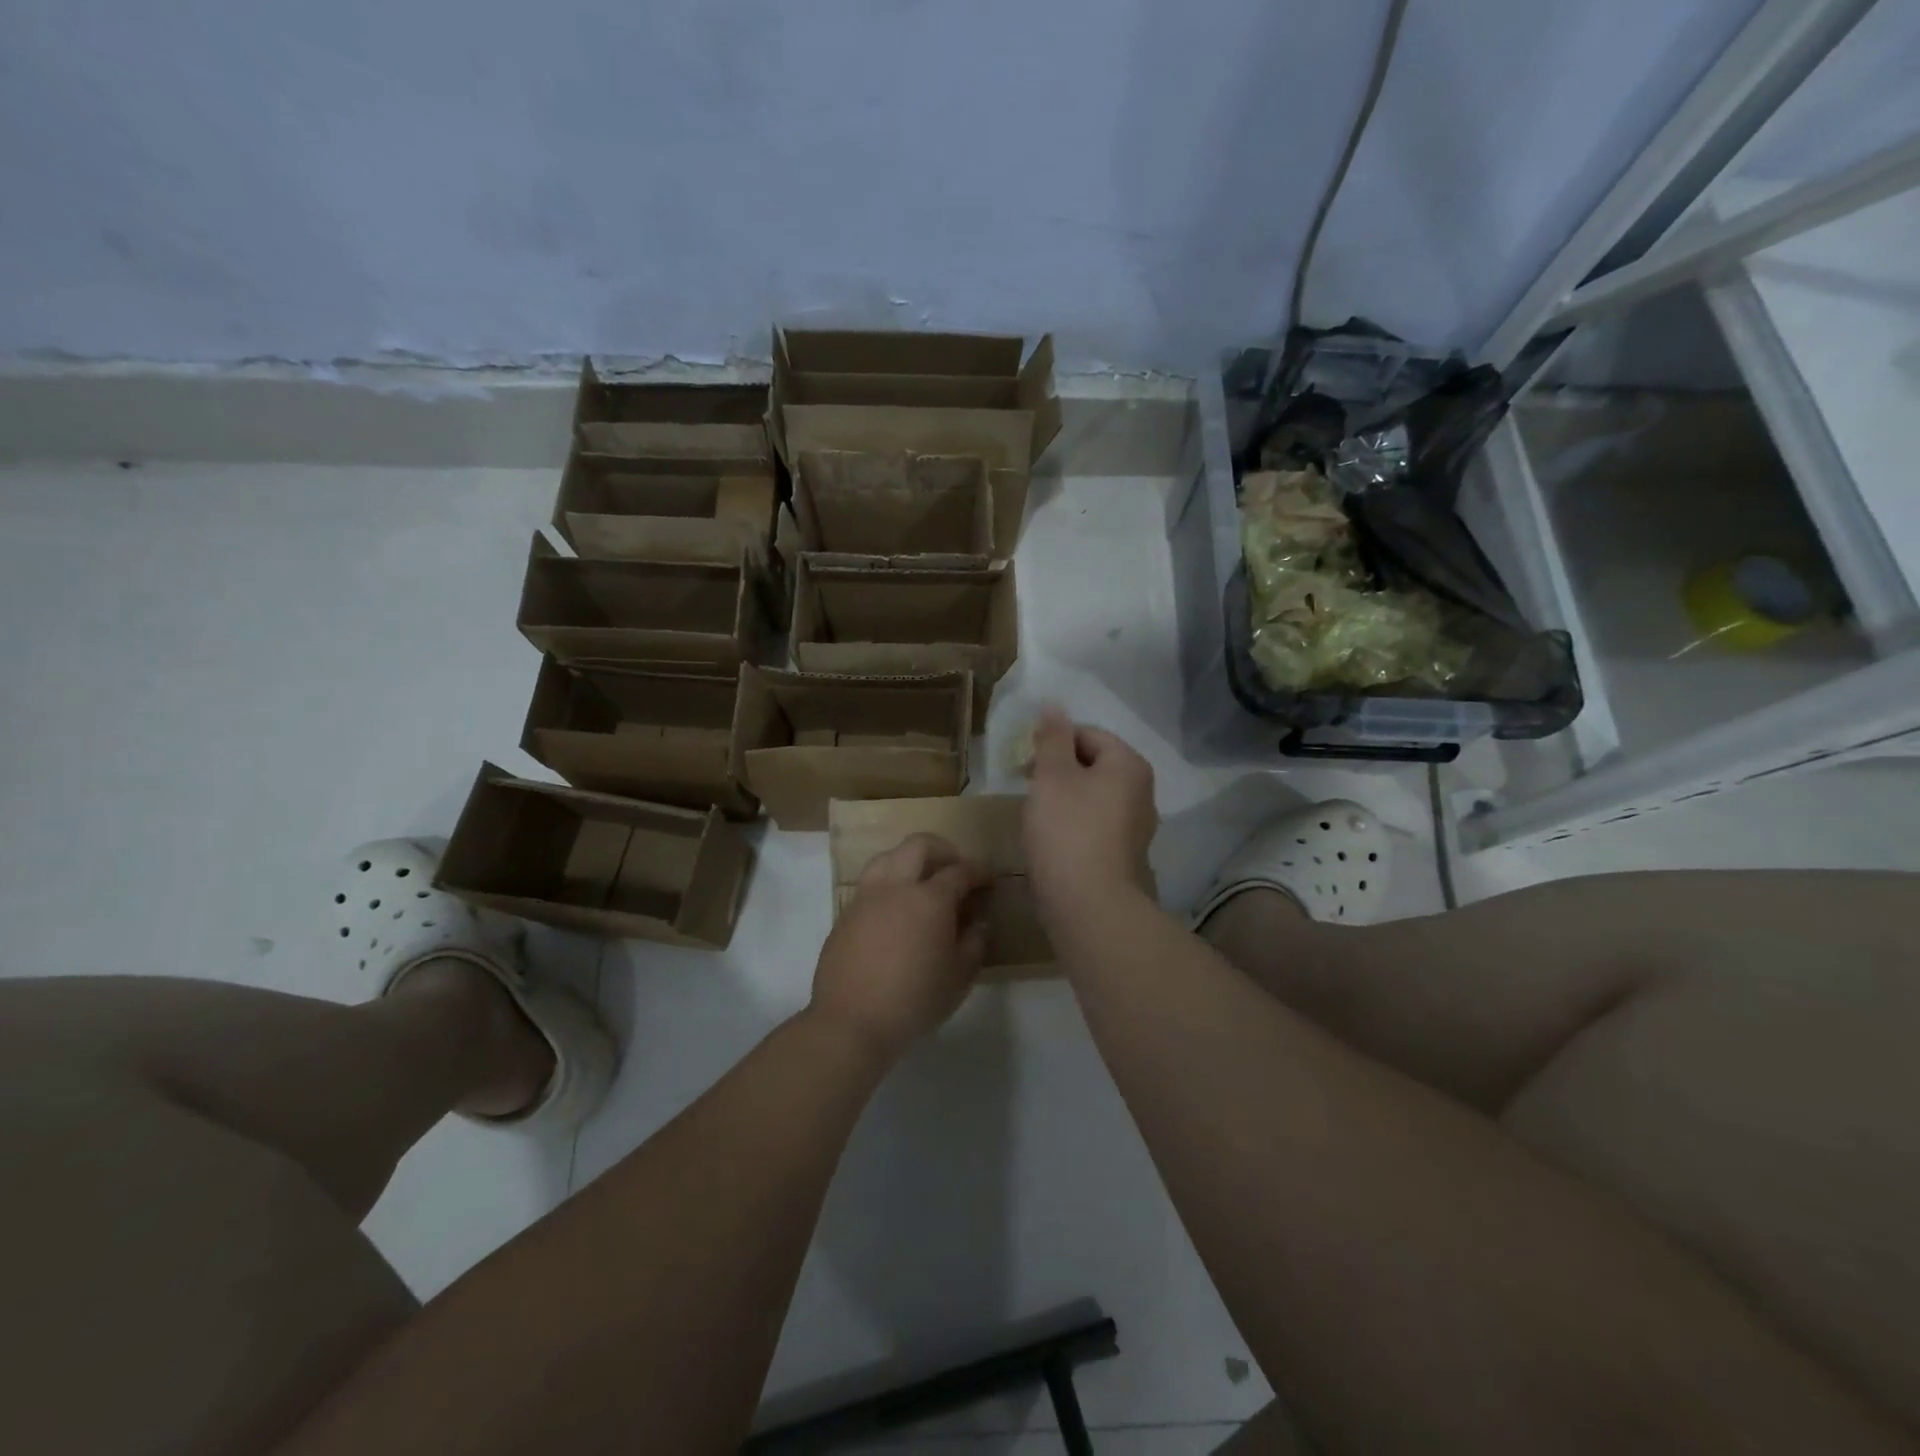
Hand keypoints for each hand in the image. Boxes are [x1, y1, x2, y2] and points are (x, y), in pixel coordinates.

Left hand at [811, 834, 989, 1063]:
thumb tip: (977, 922)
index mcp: (930, 899)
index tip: (988, 879)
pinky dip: (889, 884)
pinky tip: (895, 910)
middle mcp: (897, 886)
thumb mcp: (959, 977)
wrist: (851, 1020)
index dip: (978, 871)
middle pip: (919, 846)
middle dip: (943, 850)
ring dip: (909, 860)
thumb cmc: (914, 1000)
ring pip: (888, 857)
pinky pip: (870, 884)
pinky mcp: (845, 913)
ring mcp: (866, 897)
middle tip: (955, 869)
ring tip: (921, 882)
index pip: (960, 871)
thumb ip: (973, 943)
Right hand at [1023, 707, 1157, 921]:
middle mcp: (1142, 790)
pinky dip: (1073, 825)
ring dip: (1064, 799)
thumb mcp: (1052, 776)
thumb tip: (1054, 704)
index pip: (1088, 734)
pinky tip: (1054, 842)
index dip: (1053, 744)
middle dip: (1058, 772)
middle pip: (1092, 765)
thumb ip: (1052, 738)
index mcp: (1129, 764)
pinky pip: (1095, 824)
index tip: (1026, 766)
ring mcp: (1137, 825)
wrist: (1089, 905)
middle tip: (1028, 790)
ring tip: (1038, 818)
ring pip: (1092, 796)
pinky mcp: (1125, 854)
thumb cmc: (1067, 831)